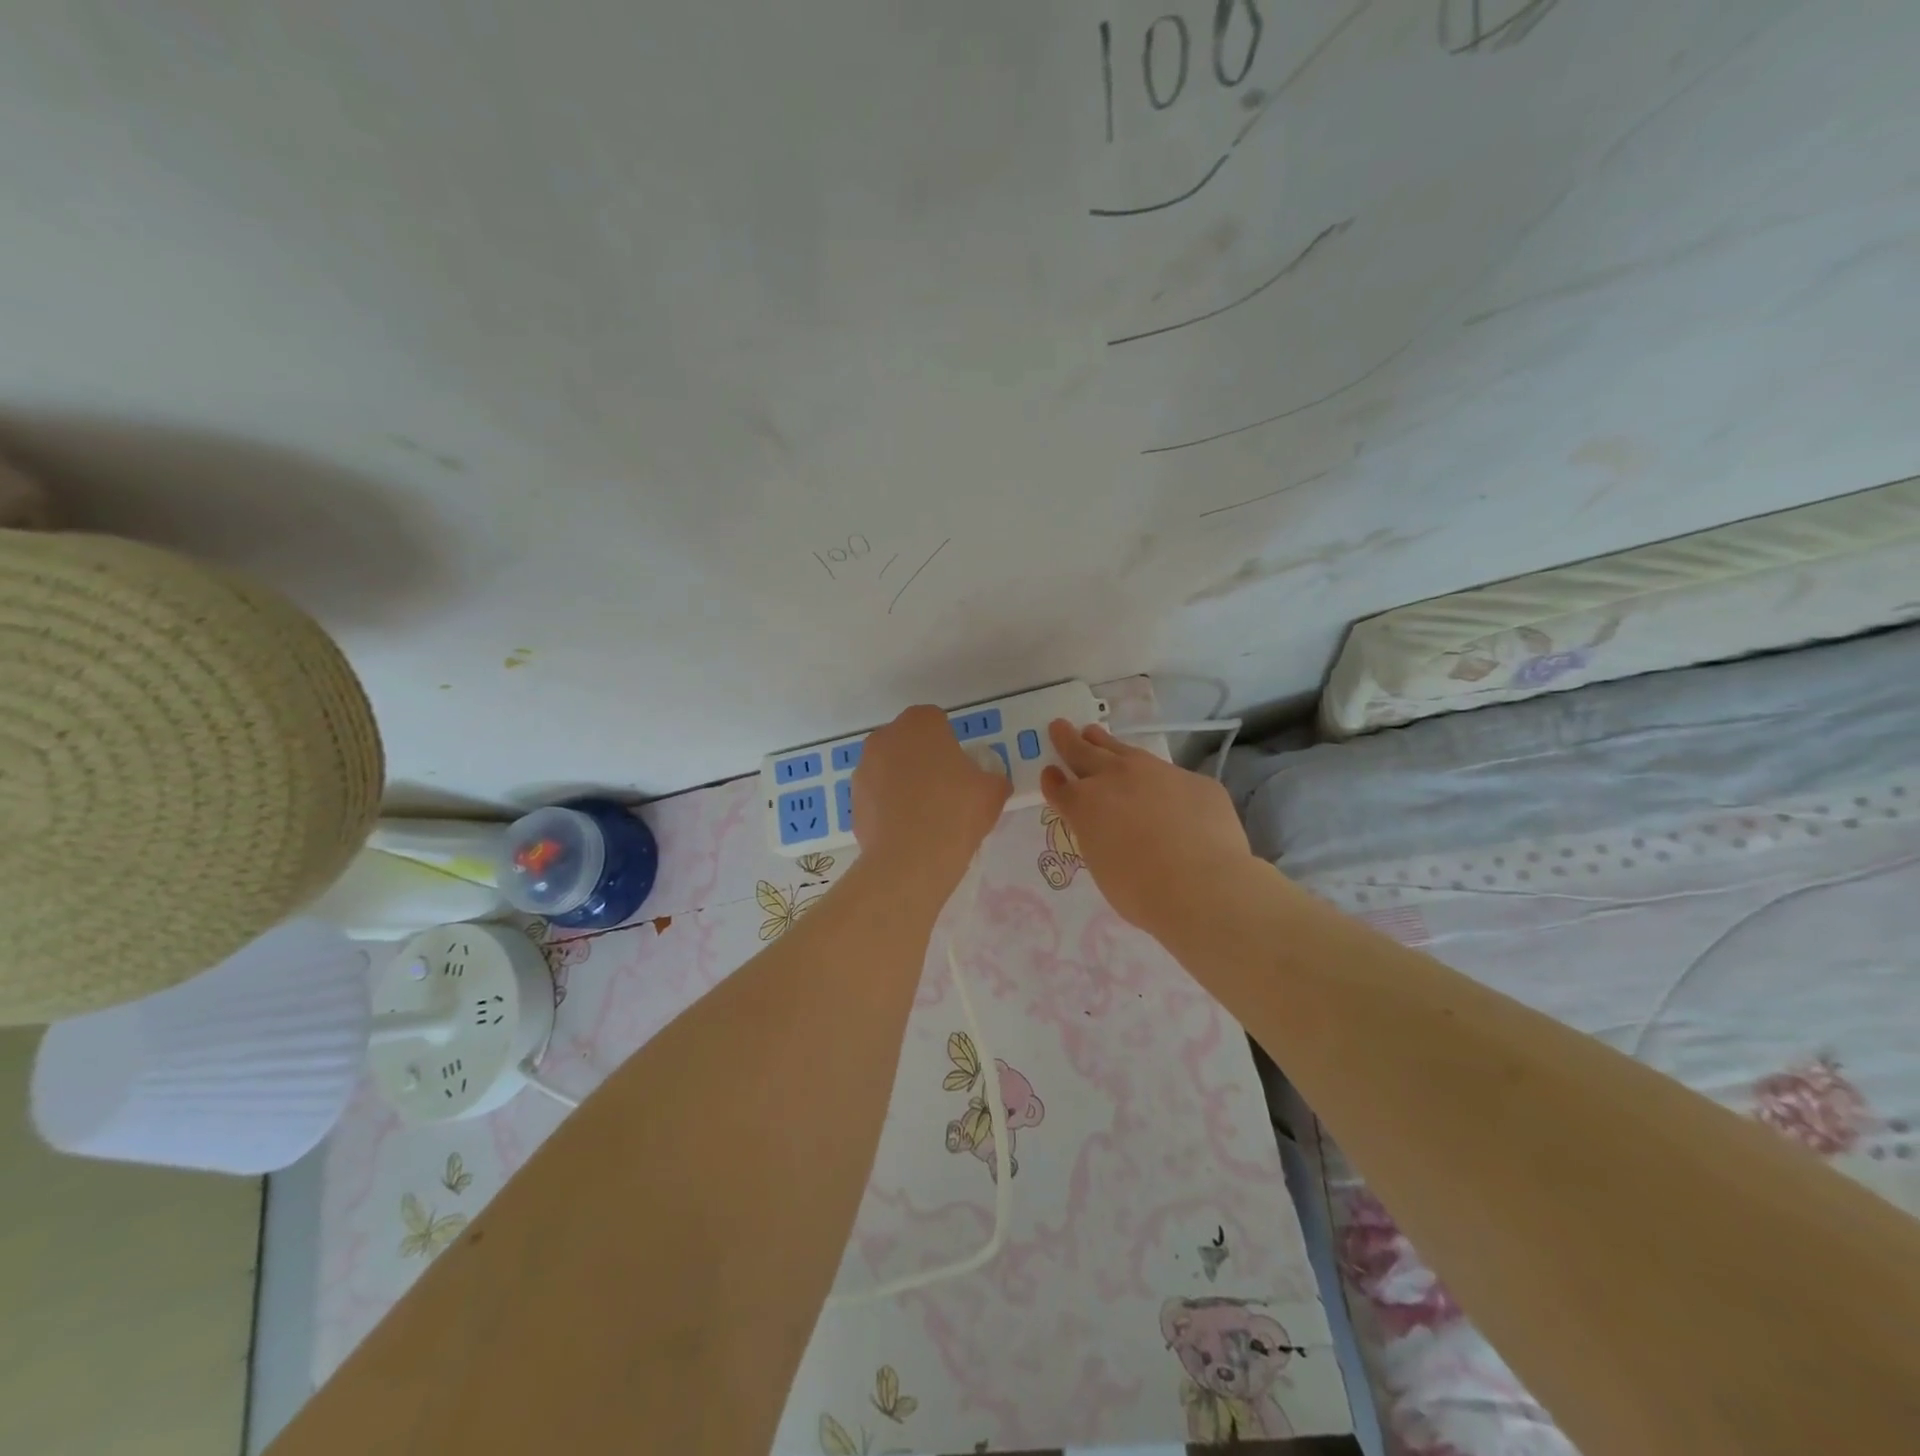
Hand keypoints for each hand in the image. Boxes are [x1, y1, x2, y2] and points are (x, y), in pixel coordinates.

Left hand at [852, 705, 1010, 897]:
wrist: (910, 859)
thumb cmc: (956, 812)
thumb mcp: (992, 792)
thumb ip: (992, 778)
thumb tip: (989, 782)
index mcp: (920, 724)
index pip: (936, 721)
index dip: (949, 743)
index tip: (959, 768)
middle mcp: (885, 737)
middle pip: (908, 742)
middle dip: (922, 758)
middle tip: (943, 788)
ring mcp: (864, 768)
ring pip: (888, 768)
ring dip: (902, 781)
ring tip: (923, 814)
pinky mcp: (853, 799)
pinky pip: (876, 796)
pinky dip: (888, 806)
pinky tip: (905, 829)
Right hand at [1039, 720, 1254, 936]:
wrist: (1202, 885)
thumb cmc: (1140, 890)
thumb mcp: (1102, 864)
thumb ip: (1099, 836)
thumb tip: (1110, 828)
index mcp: (1085, 804)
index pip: (1059, 787)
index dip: (1052, 781)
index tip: (1049, 772)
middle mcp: (1115, 778)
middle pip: (1084, 752)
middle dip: (1069, 740)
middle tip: (1059, 726)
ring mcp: (1158, 773)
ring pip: (1125, 751)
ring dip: (1106, 743)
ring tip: (1095, 733)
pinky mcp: (1195, 781)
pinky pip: (1172, 777)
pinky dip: (1160, 782)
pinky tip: (1166, 791)